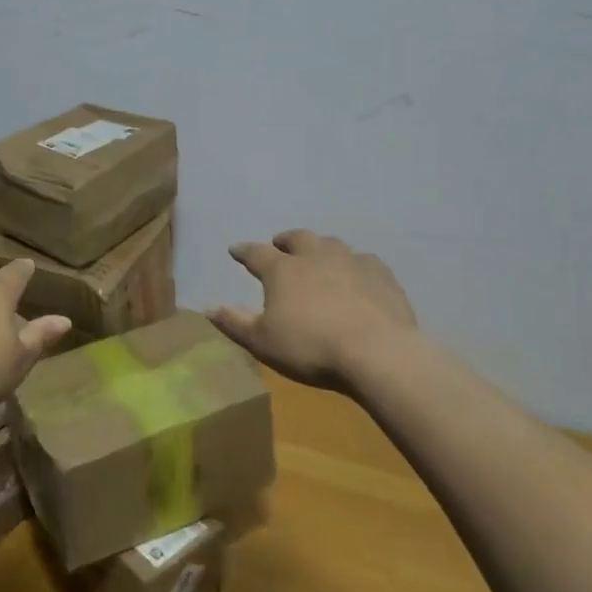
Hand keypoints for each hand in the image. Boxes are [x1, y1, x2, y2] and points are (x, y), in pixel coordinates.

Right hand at [210, 229, 418, 392]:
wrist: (377, 352)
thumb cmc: (310, 348)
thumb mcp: (262, 342)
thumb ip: (235, 322)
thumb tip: (209, 308)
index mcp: (282, 270)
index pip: (256, 254)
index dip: (244, 251)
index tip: (235, 250)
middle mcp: (315, 256)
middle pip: (298, 239)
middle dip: (286, 240)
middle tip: (280, 244)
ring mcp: (351, 262)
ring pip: (332, 244)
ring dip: (321, 248)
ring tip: (319, 256)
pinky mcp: (381, 275)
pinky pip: (365, 261)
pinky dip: (355, 265)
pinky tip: (358, 275)